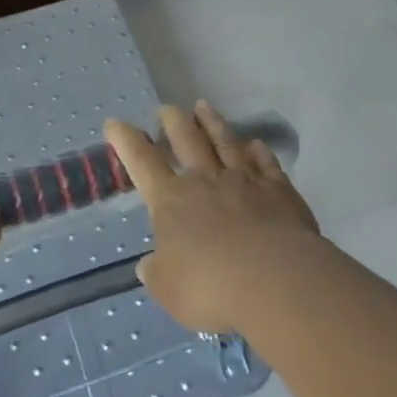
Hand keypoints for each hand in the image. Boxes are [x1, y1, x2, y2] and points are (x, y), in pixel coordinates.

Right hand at [104, 101, 319, 333]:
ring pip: (226, 143)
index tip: (115, 122)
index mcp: (172, 201)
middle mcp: (207, 181)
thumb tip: (149, 264)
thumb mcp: (168, 290)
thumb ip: (157, 273)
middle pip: (188, 140)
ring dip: (213, 123)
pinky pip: (266, 164)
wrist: (276, 280)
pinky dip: (259, 152)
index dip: (127, 141)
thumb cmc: (211, 287)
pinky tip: (255, 144)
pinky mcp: (280, 192)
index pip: (143, 163)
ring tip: (204, 106)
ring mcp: (246, 182)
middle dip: (174, 122)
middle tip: (167, 108)